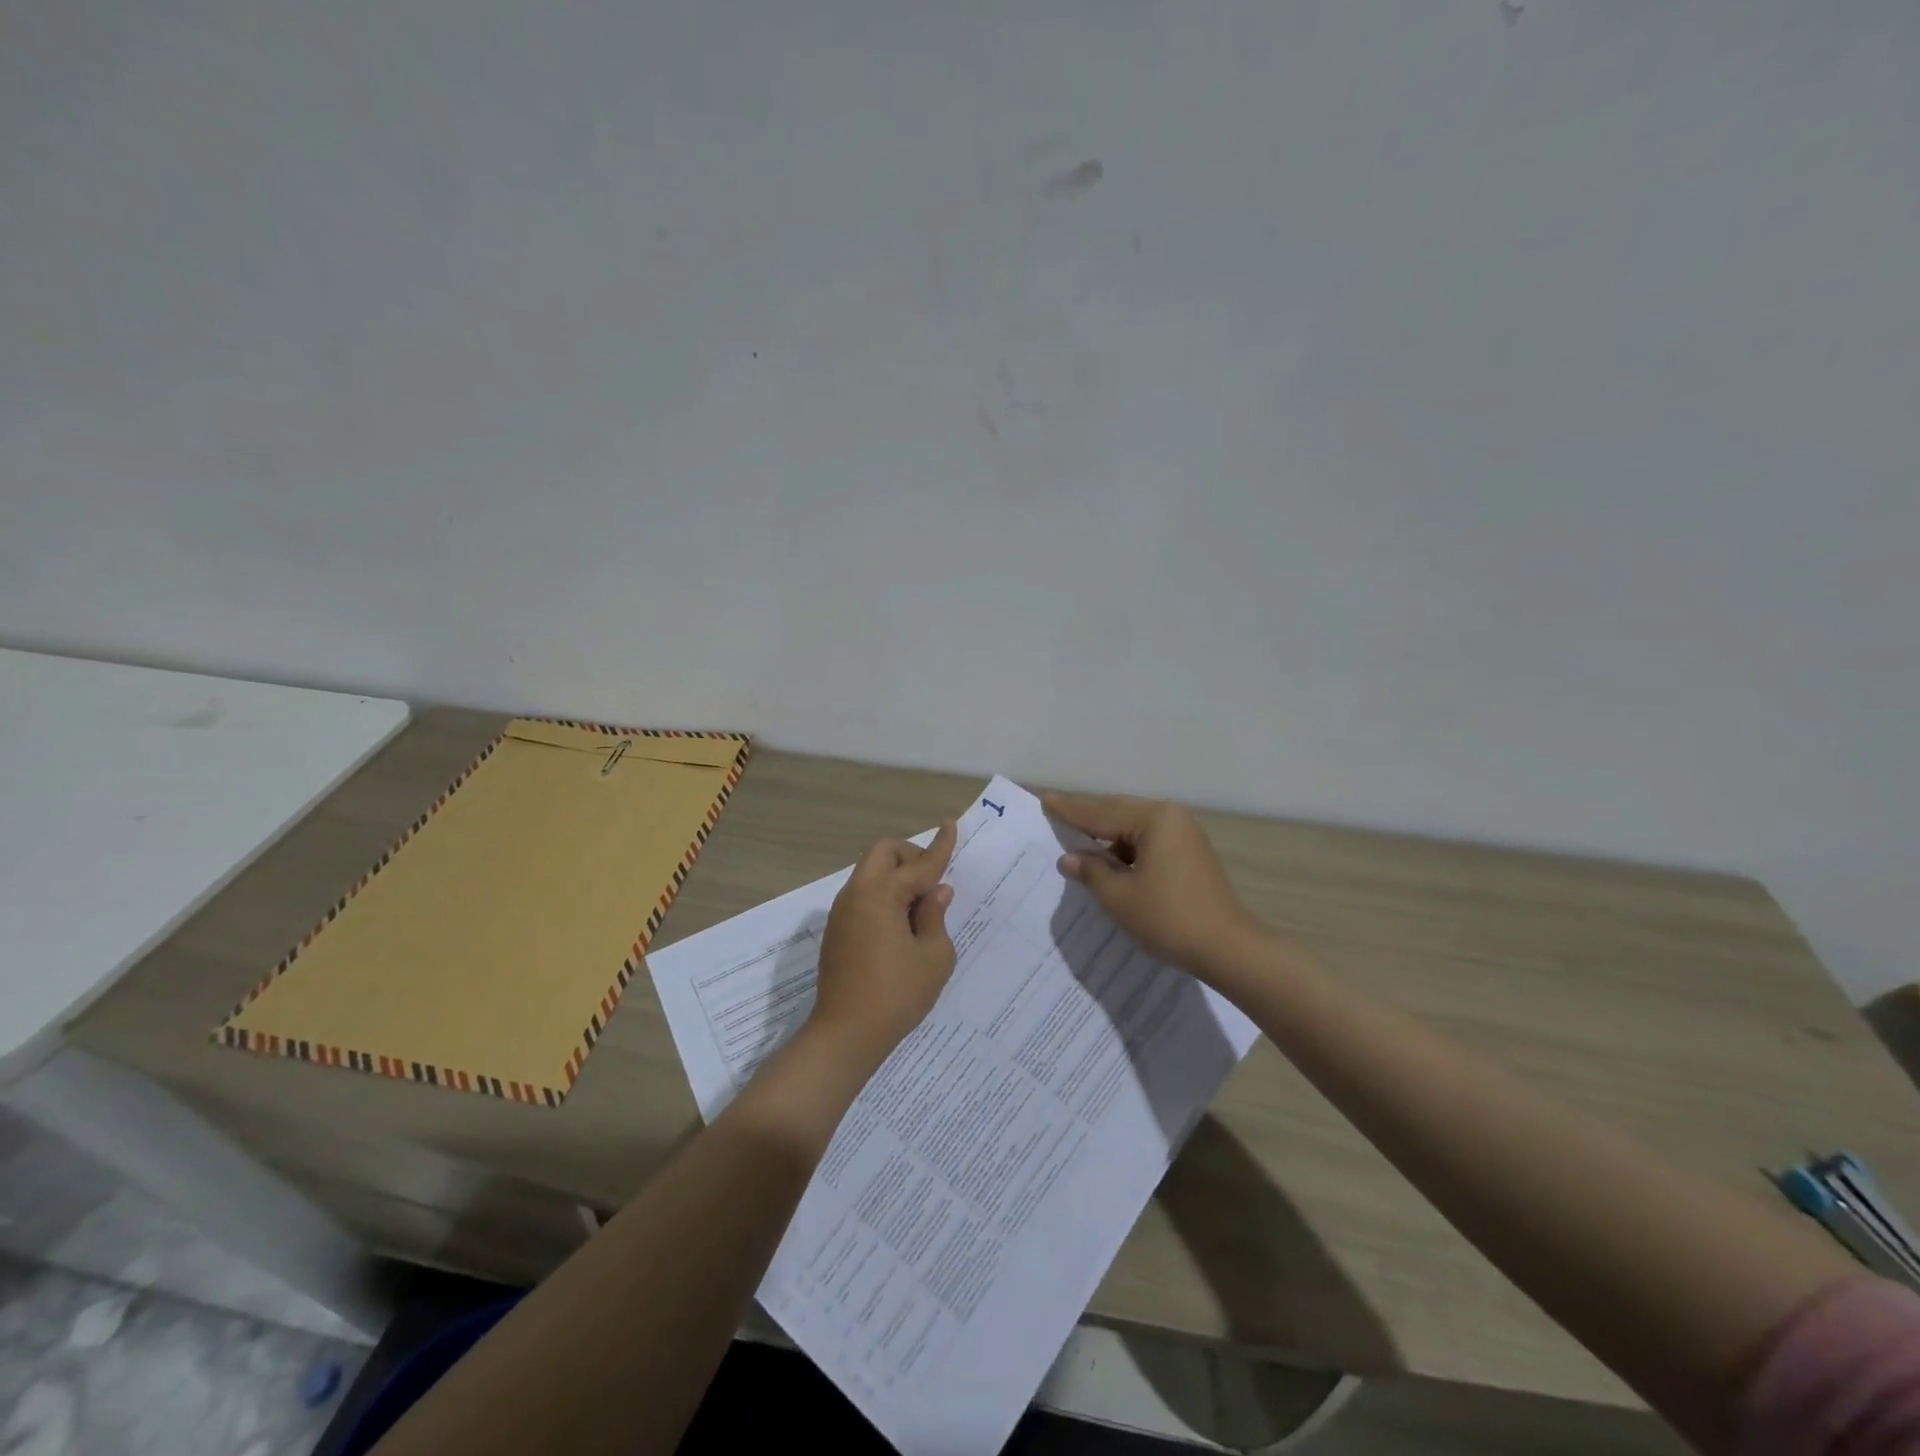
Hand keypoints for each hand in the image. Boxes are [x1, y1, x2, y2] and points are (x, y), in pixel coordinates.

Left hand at [811, 823, 958, 1060]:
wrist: (845, 1035)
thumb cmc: (896, 995)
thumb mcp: (933, 956)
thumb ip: (936, 916)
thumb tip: (936, 892)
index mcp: (880, 894)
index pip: (919, 864)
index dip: (940, 846)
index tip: (951, 824)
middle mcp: (856, 894)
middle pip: (883, 853)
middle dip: (911, 857)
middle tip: (933, 883)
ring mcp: (842, 912)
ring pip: (871, 872)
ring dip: (897, 877)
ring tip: (922, 909)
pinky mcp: (838, 930)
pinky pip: (864, 894)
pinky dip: (885, 895)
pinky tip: (902, 925)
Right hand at [1042, 792, 1266, 979]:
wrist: (1229, 948)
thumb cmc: (1169, 918)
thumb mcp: (1119, 896)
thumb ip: (1092, 871)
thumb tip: (1069, 858)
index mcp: (1154, 819)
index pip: (1100, 812)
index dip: (1069, 809)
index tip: (1044, 798)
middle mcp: (1171, 817)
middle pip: (1118, 812)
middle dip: (1086, 816)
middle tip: (1055, 810)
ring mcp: (1184, 834)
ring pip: (1133, 827)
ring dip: (1106, 835)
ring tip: (1075, 838)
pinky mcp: (1190, 854)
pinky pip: (1148, 841)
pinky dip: (1125, 849)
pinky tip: (1109, 861)